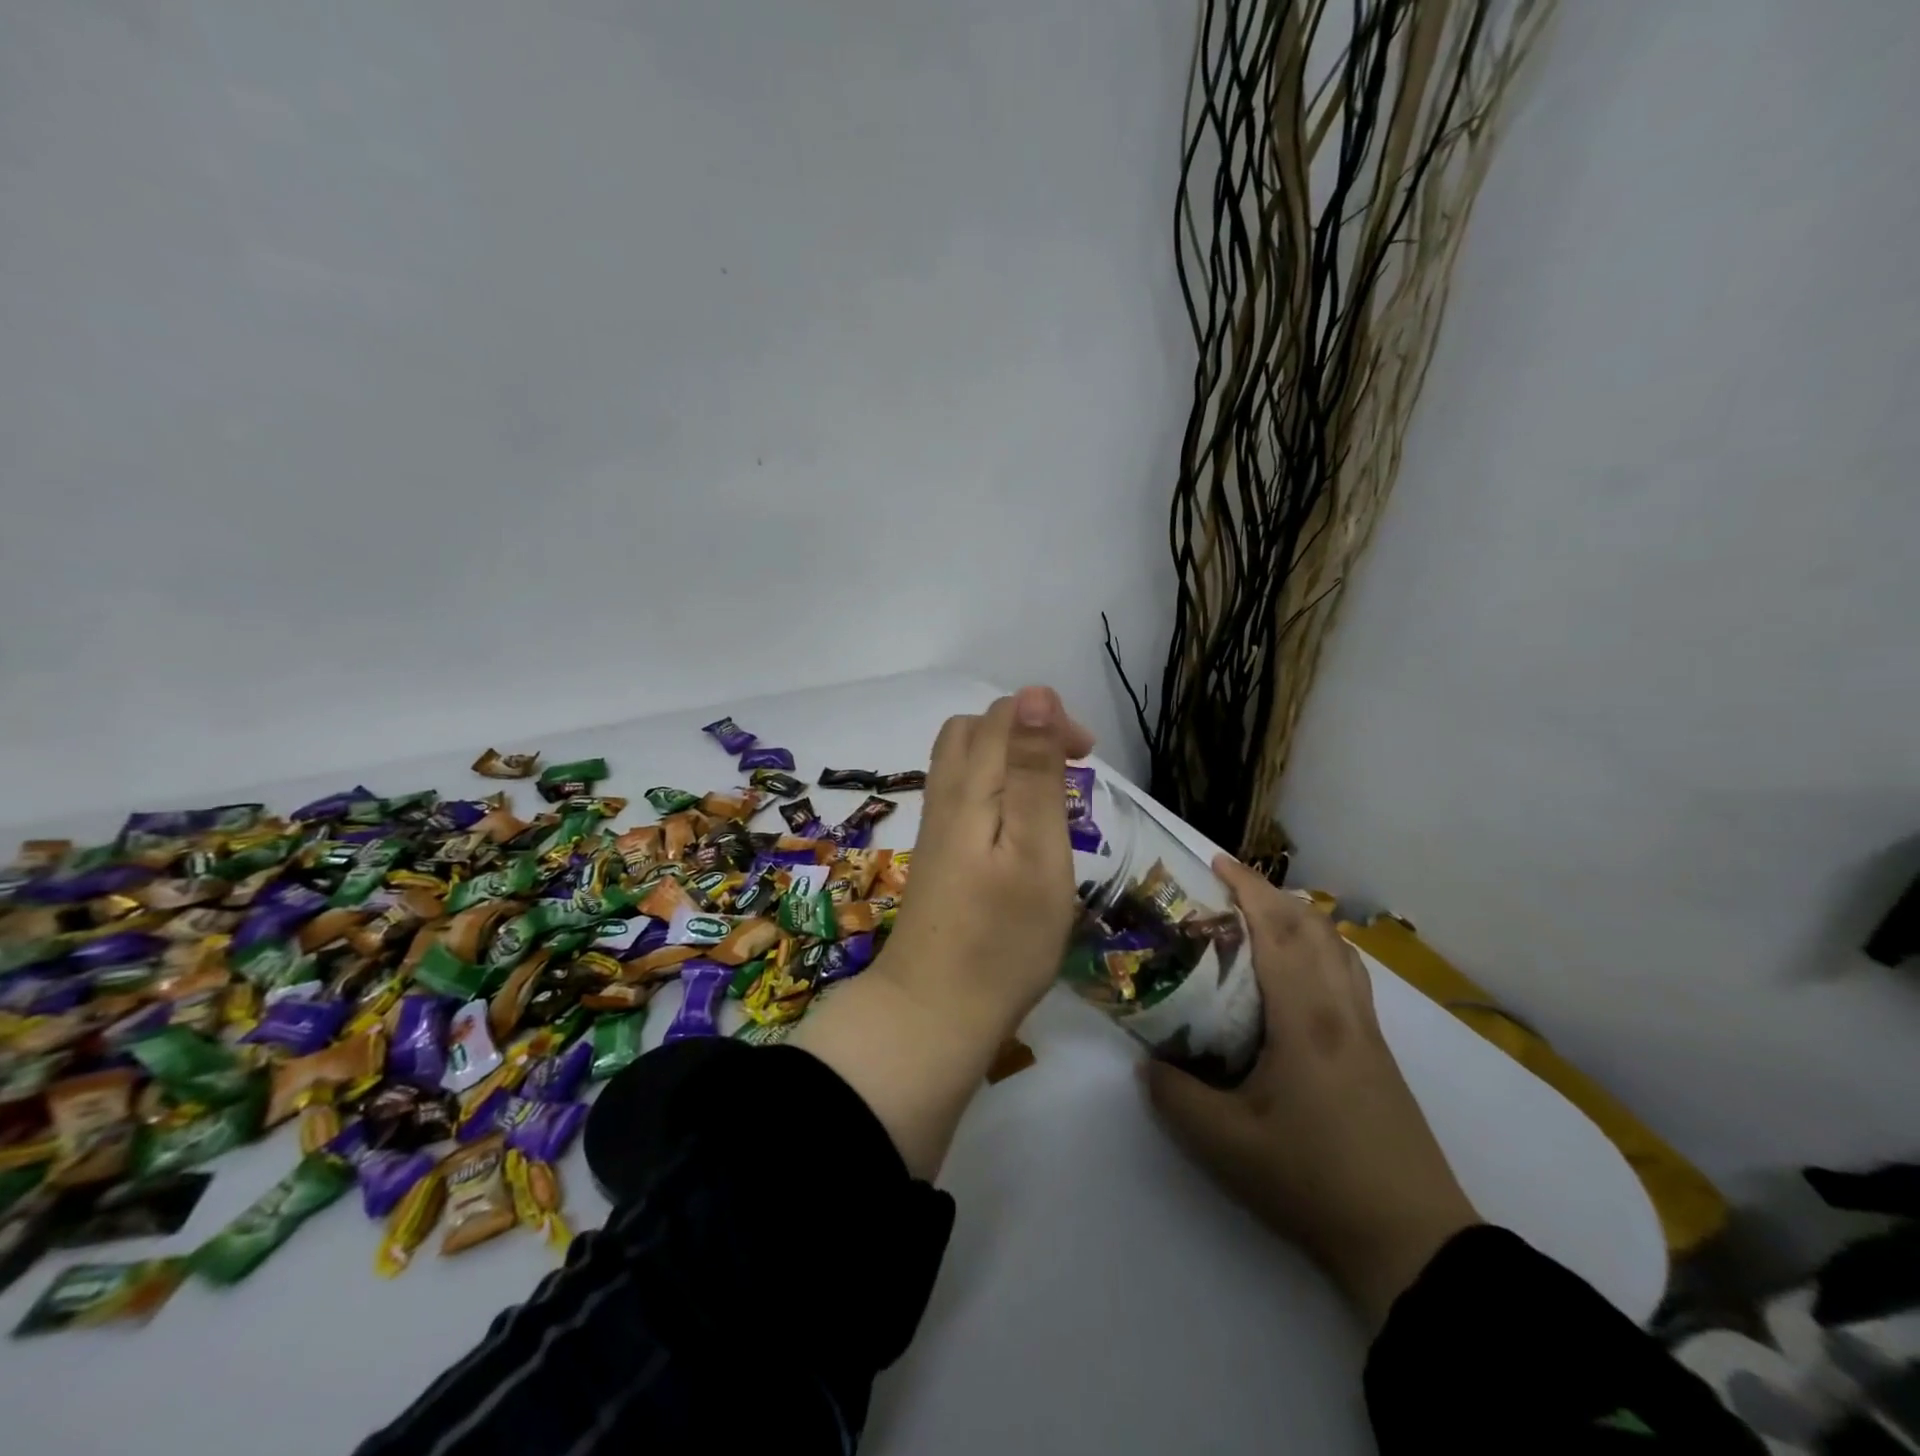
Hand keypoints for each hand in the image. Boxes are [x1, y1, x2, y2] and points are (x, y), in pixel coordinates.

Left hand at [789, 686, 1092, 1176]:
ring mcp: (936, 826)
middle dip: (1025, 730)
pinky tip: (1015, 826)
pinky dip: (993, 785)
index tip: (1086, 757)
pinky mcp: (937, 855)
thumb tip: (1035, 694)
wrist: (934, 1010)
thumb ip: (1033, 772)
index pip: (1004, 716)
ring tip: (1047, 794)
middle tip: (1068, 768)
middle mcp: (945, 795)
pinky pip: (961, 792)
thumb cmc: (1002, 937)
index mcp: (971, 787)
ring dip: (1008, 757)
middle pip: (976, 730)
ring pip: (963, 759)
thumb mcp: (1036, 850)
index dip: (1048, 719)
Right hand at [1143, 856, 1479, 1328]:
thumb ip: (1175, 1096)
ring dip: (1300, 917)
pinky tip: (1296, 974)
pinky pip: (1348, 973)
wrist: (1412, 1241)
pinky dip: (1320, 947)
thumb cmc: (1315, 1180)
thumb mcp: (1226, 1144)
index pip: (1278, 930)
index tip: (1214, 862)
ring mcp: (1367, 1029)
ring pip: (1338, 947)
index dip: (1247, 888)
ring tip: (1259, 919)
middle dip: (1270, 893)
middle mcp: (1341, 1009)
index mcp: (1306, 1018)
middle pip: (1313, 925)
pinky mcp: (1378, 1052)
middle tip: (1226, 888)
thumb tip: (1148, 1064)